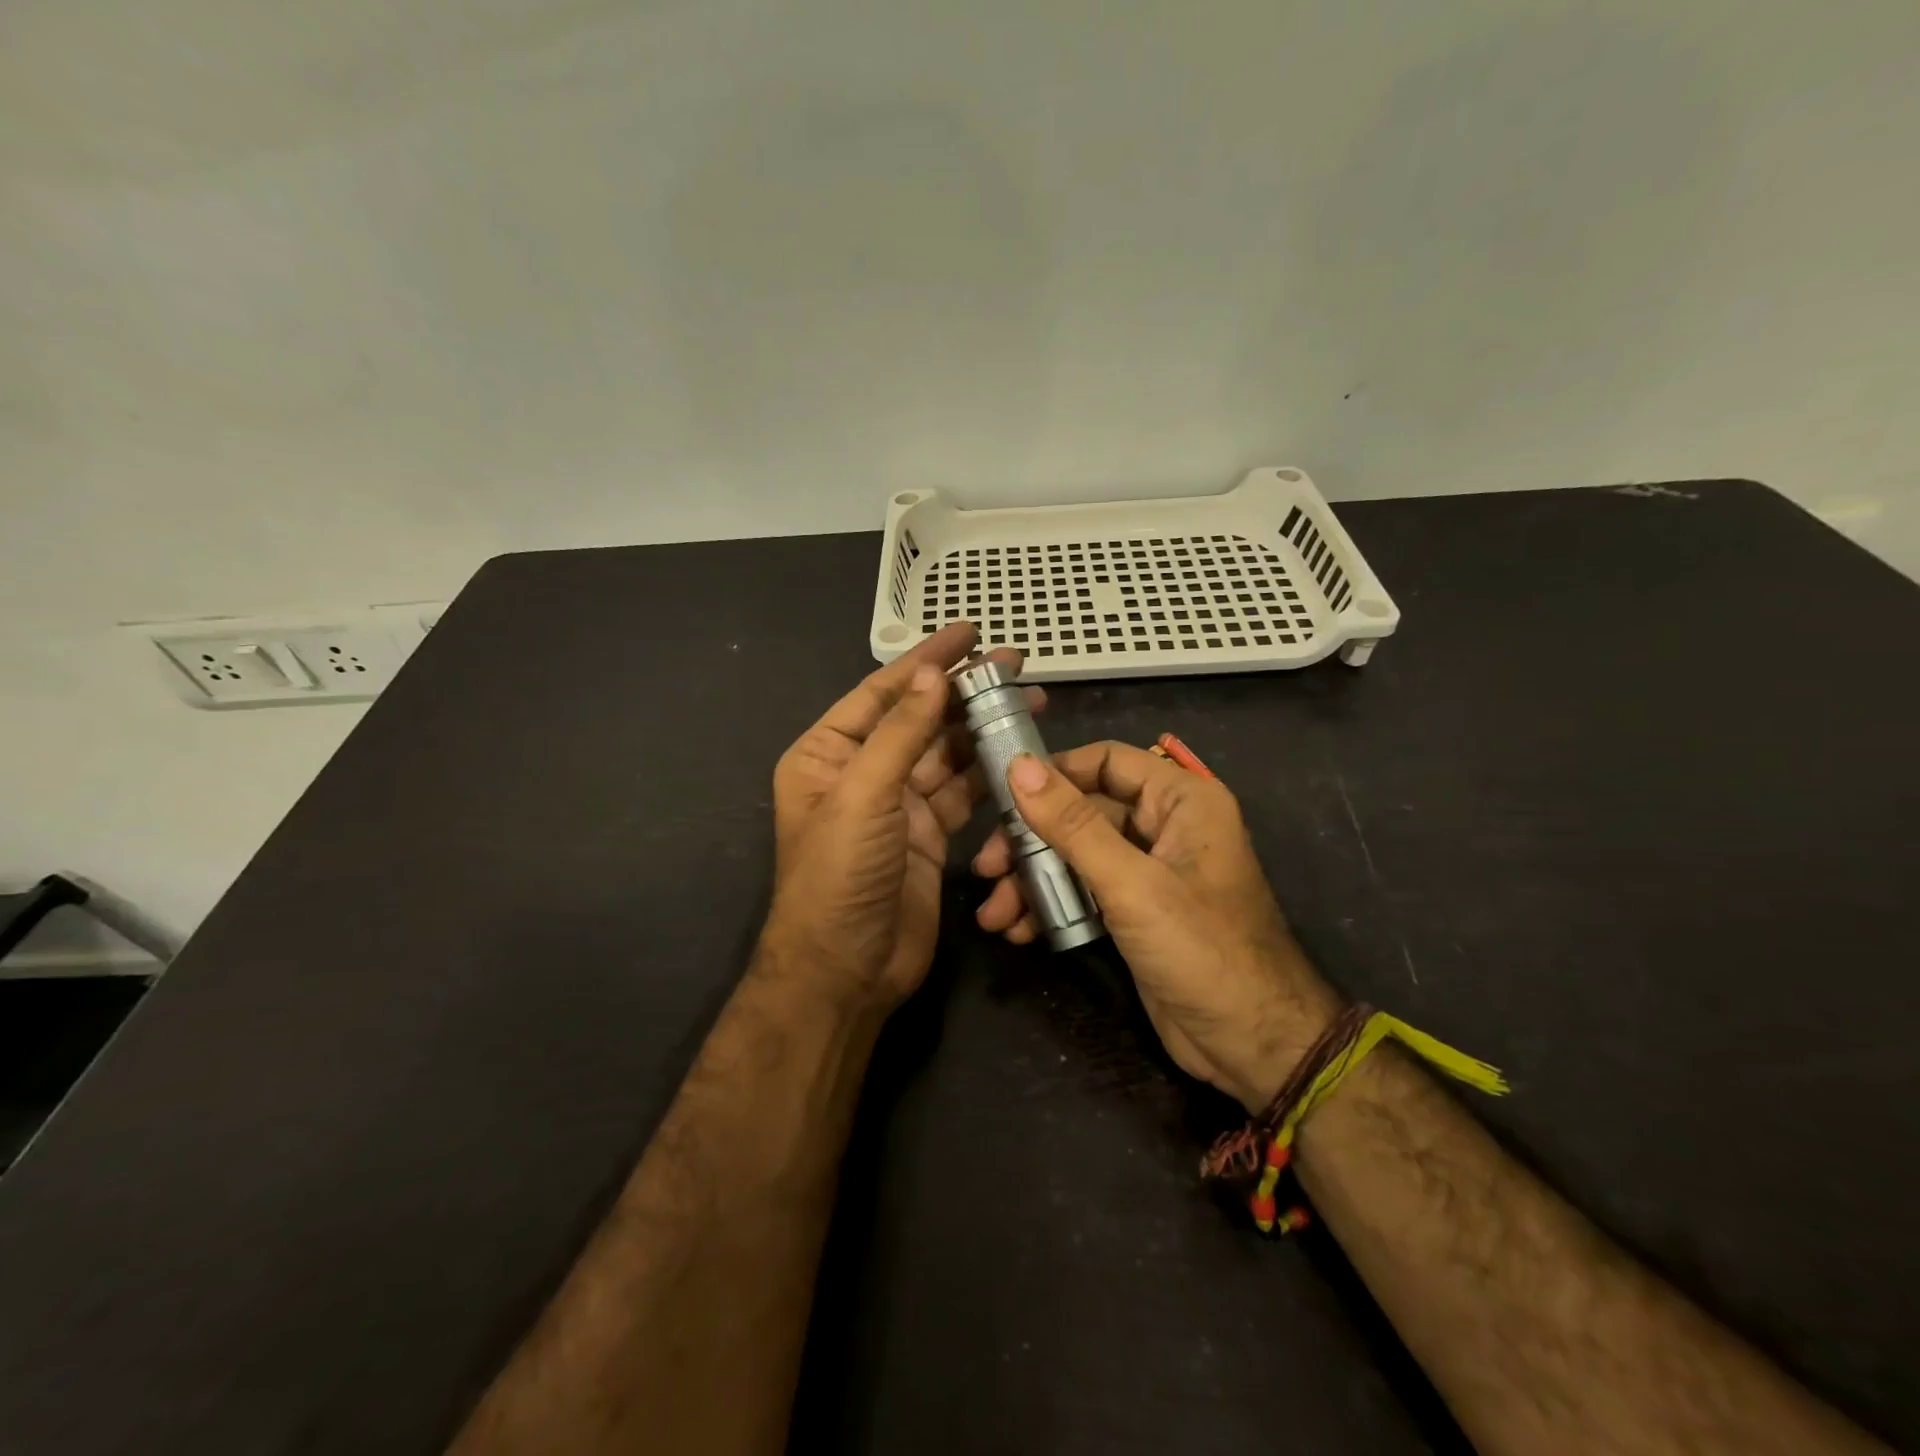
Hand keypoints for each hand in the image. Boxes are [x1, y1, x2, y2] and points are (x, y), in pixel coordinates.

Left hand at [763, 623, 1042, 1013]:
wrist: (847, 970)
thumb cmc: (839, 876)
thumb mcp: (864, 796)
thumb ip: (900, 734)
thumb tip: (932, 675)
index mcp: (828, 754)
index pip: (882, 693)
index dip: (926, 661)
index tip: (969, 632)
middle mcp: (863, 772)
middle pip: (919, 719)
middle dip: (964, 691)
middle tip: (1014, 663)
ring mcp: (898, 805)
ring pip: (947, 754)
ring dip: (983, 728)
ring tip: (1031, 699)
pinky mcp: (929, 835)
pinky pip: (963, 793)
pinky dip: (989, 773)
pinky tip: (1021, 753)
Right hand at [972, 741, 1339, 1110]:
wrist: (1253, 1045)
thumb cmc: (1200, 949)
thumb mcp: (1131, 883)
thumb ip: (1072, 824)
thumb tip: (1018, 766)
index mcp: (1181, 800)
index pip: (1106, 761)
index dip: (1053, 773)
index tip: (1001, 795)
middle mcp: (1166, 826)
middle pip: (1083, 812)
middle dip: (1032, 842)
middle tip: (988, 868)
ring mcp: (1150, 871)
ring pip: (1078, 855)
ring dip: (1034, 881)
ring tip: (994, 916)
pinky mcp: (1136, 911)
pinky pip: (1085, 891)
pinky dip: (1053, 906)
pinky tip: (1020, 931)